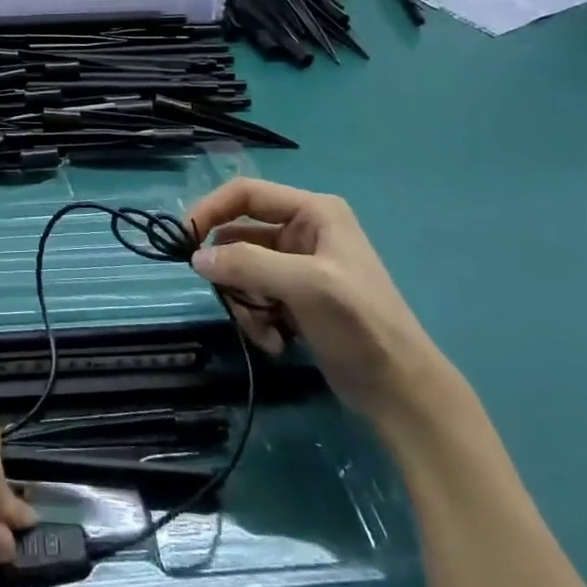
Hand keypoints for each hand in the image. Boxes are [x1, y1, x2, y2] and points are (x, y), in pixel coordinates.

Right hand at [186, 178, 453, 428]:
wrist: (402, 394)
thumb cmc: (361, 325)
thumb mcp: (305, 285)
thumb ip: (248, 264)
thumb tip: (196, 258)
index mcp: (313, 211)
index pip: (245, 193)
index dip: (210, 209)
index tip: (183, 240)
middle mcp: (304, 231)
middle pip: (239, 236)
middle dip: (233, 273)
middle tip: (233, 301)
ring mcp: (299, 266)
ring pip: (242, 270)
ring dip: (245, 302)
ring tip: (264, 330)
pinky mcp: (296, 299)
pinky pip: (254, 296)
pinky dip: (257, 319)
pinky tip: (277, 343)